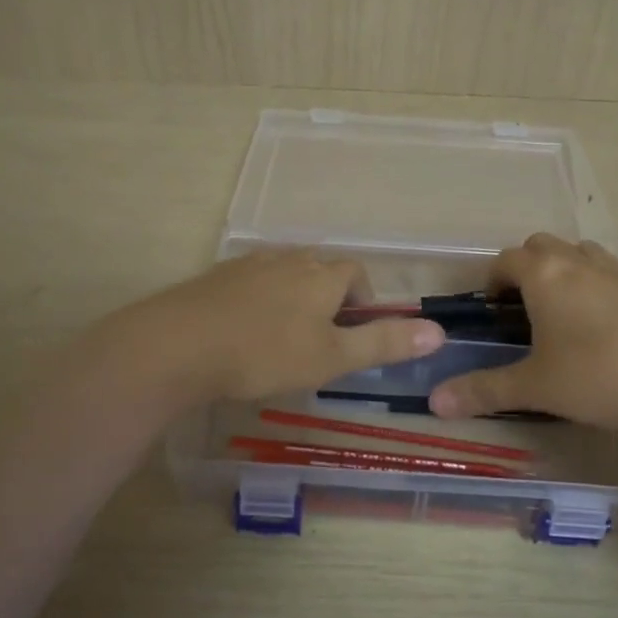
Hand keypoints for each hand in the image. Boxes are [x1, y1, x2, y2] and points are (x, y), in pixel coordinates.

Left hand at [105, 249, 444, 406]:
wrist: (178, 345)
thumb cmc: (266, 353)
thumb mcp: (331, 357)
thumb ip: (383, 344)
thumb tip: (439, 331)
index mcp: (321, 275)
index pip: (356, 273)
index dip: (363, 300)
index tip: (354, 333)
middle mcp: (288, 260)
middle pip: (320, 268)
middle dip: (329, 297)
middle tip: (322, 339)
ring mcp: (247, 265)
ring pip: (284, 274)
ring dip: (293, 298)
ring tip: (285, 336)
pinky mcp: (215, 278)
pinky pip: (250, 282)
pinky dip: (258, 301)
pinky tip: (245, 330)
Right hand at [427, 233, 617, 433]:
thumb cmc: (596, 375)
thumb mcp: (534, 386)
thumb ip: (483, 391)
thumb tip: (435, 402)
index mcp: (544, 274)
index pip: (507, 259)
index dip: (492, 279)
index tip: (490, 309)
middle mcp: (578, 263)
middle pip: (543, 246)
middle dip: (525, 268)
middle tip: (520, 308)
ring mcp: (617, 274)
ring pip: (579, 254)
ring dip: (562, 271)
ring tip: (558, 313)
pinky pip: (608, 275)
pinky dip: (593, 288)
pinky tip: (597, 329)